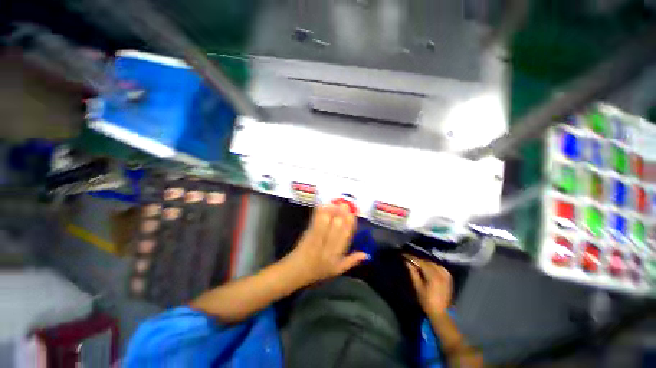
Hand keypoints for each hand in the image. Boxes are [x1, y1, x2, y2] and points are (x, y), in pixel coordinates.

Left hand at [286, 204, 368, 285]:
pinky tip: (323, 205)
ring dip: (331, 212)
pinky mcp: (308, 233)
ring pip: (326, 223)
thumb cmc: (319, 271)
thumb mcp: (337, 270)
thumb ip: (352, 261)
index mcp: (337, 255)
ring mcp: (317, 239)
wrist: (297, 270)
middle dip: (342, 215)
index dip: (350, 225)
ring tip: (336, 203)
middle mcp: (328, 246)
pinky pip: (315, 222)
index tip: (353, 214)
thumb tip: (367, 255)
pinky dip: (320, 213)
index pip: (346, 237)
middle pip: (336, 228)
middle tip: (346, 204)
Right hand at [405, 255, 452, 315]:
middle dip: (418, 260)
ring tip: (417, 263)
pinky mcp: (448, 277)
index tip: (404, 255)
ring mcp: (446, 275)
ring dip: (425, 262)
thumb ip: (413, 272)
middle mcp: (440, 273)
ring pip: (433, 263)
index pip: (420, 262)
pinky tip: (428, 267)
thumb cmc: (426, 300)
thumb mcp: (417, 287)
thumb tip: (407, 261)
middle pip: (427, 262)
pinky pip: (439, 266)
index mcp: (433, 276)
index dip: (412, 258)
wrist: (440, 312)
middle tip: (410, 259)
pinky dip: (432, 265)